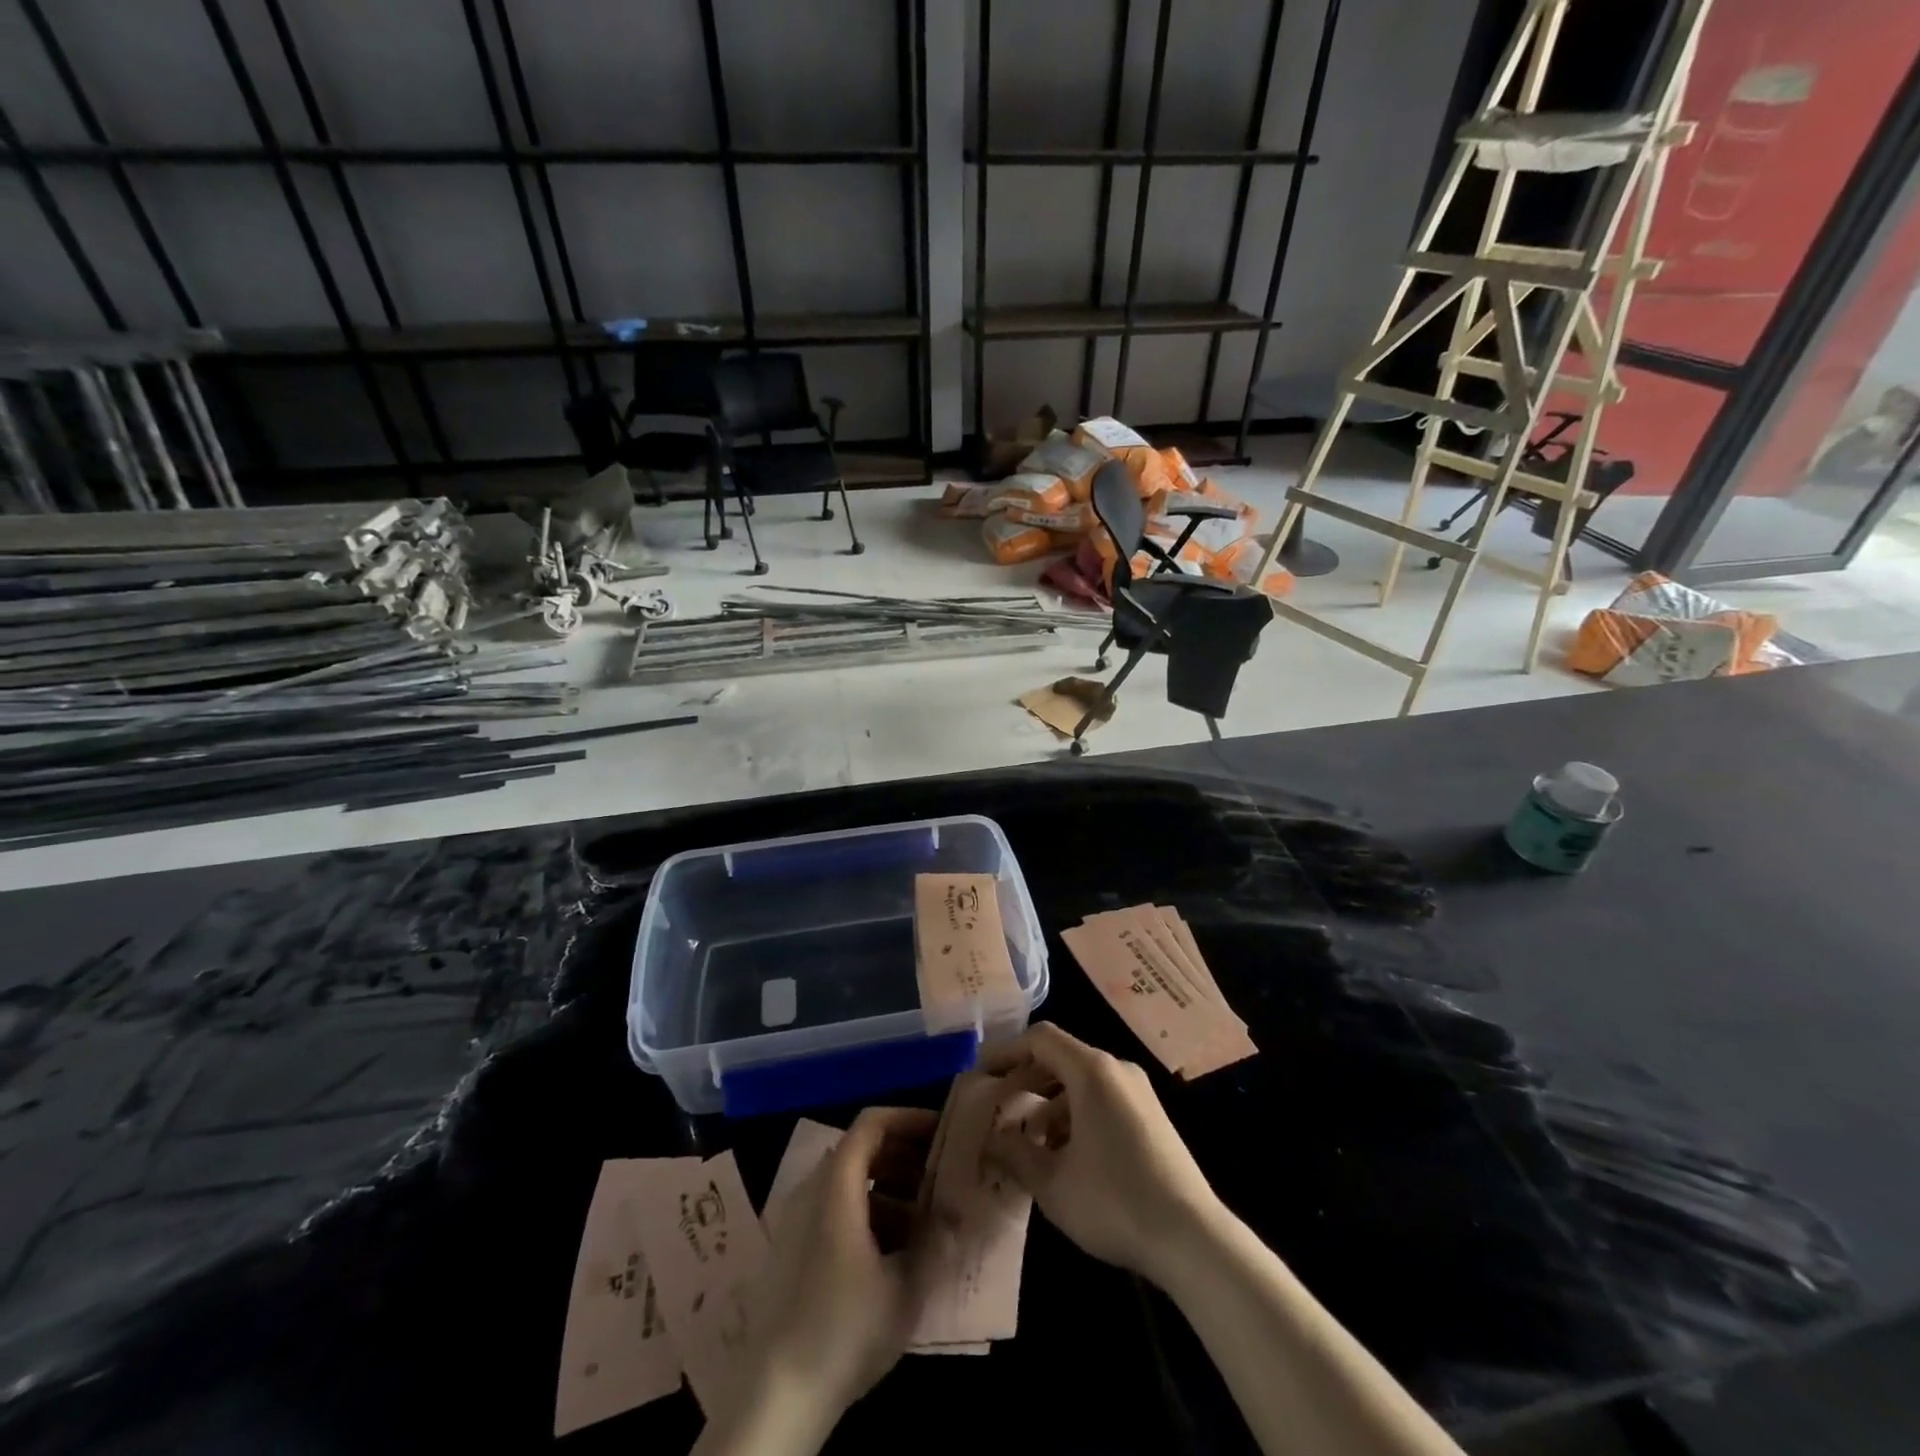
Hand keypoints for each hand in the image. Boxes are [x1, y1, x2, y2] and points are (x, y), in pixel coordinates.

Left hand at [735, 1107, 941, 1431]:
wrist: (775, 1397)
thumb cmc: (845, 1330)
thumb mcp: (905, 1287)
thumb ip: (936, 1240)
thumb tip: (957, 1208)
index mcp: (836, 1187)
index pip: (871, 1124)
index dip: (907, 1118)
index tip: (941, 1130)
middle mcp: (811, 1191)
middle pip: (860, 1150)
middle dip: (904, 1155)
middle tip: (940, 1173)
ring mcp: (796, 1221)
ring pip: (848, 1182)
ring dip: (889, 1187)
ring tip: (925, 1216)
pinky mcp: (791, 1251)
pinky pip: (834, 1209)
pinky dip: (867, 1212)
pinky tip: (893, 1251)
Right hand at [981, 1023, 1220, 1287]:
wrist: (1193, 1238)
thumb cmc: (1115, 1202)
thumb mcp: (1052, 1183)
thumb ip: (1014, 1154)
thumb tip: (990, 1139)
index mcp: (1092, 1071)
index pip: (1040, 1038)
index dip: (1007, 1050)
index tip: (981, 1072)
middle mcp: (1116, 1069)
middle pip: (1060, 1056)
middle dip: (1025, 1077)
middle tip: (997, 1103)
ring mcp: (1137, 1091)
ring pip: (1081, 1079)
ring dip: (1049, 1100)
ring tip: (1026, 1138)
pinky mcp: (1150, 1114)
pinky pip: (1102, 1097)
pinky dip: (1075, 1112)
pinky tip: (1063, 1152)